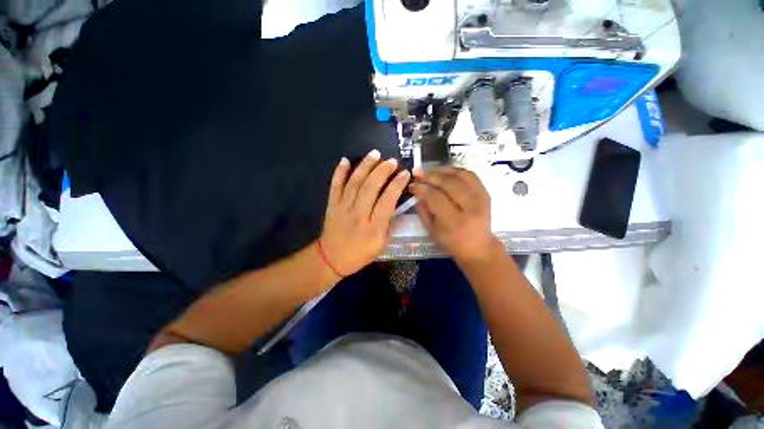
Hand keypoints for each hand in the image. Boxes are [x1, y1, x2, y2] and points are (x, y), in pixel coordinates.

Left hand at [319, 150, 410, 276]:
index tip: (405, 173)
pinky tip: (345, 160)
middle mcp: (357, 215)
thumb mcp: (380, 246)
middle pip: (370, 188)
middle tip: (391, 160)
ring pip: (354, 183)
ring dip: (365, 167)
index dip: (397, 185)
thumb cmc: (359, 255)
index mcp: (372, 227)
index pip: (387, 201)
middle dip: (382, 171)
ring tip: (374, 154)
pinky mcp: (331, 205)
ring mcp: (342, 208)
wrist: (330, 259)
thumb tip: (396, 208)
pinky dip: (339, 173)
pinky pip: (335, 187)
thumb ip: (389, 226)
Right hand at [409, 167, 499, 264]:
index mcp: (454, 222)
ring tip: (429, 170)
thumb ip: (422, 211)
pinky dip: (456, 170)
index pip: (435, 198)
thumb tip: (416, 190)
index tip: (412, 184)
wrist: (478, 247)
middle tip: (417, 172)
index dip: (422, 188)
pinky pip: (470, 175)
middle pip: (449, 184)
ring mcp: (481, 199)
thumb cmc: (451, 242)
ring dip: (442, 170)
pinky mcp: (486, 193)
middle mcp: (470, 208)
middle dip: (430, 176)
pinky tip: (444, 171)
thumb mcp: (431, 231)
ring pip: (460, 176)